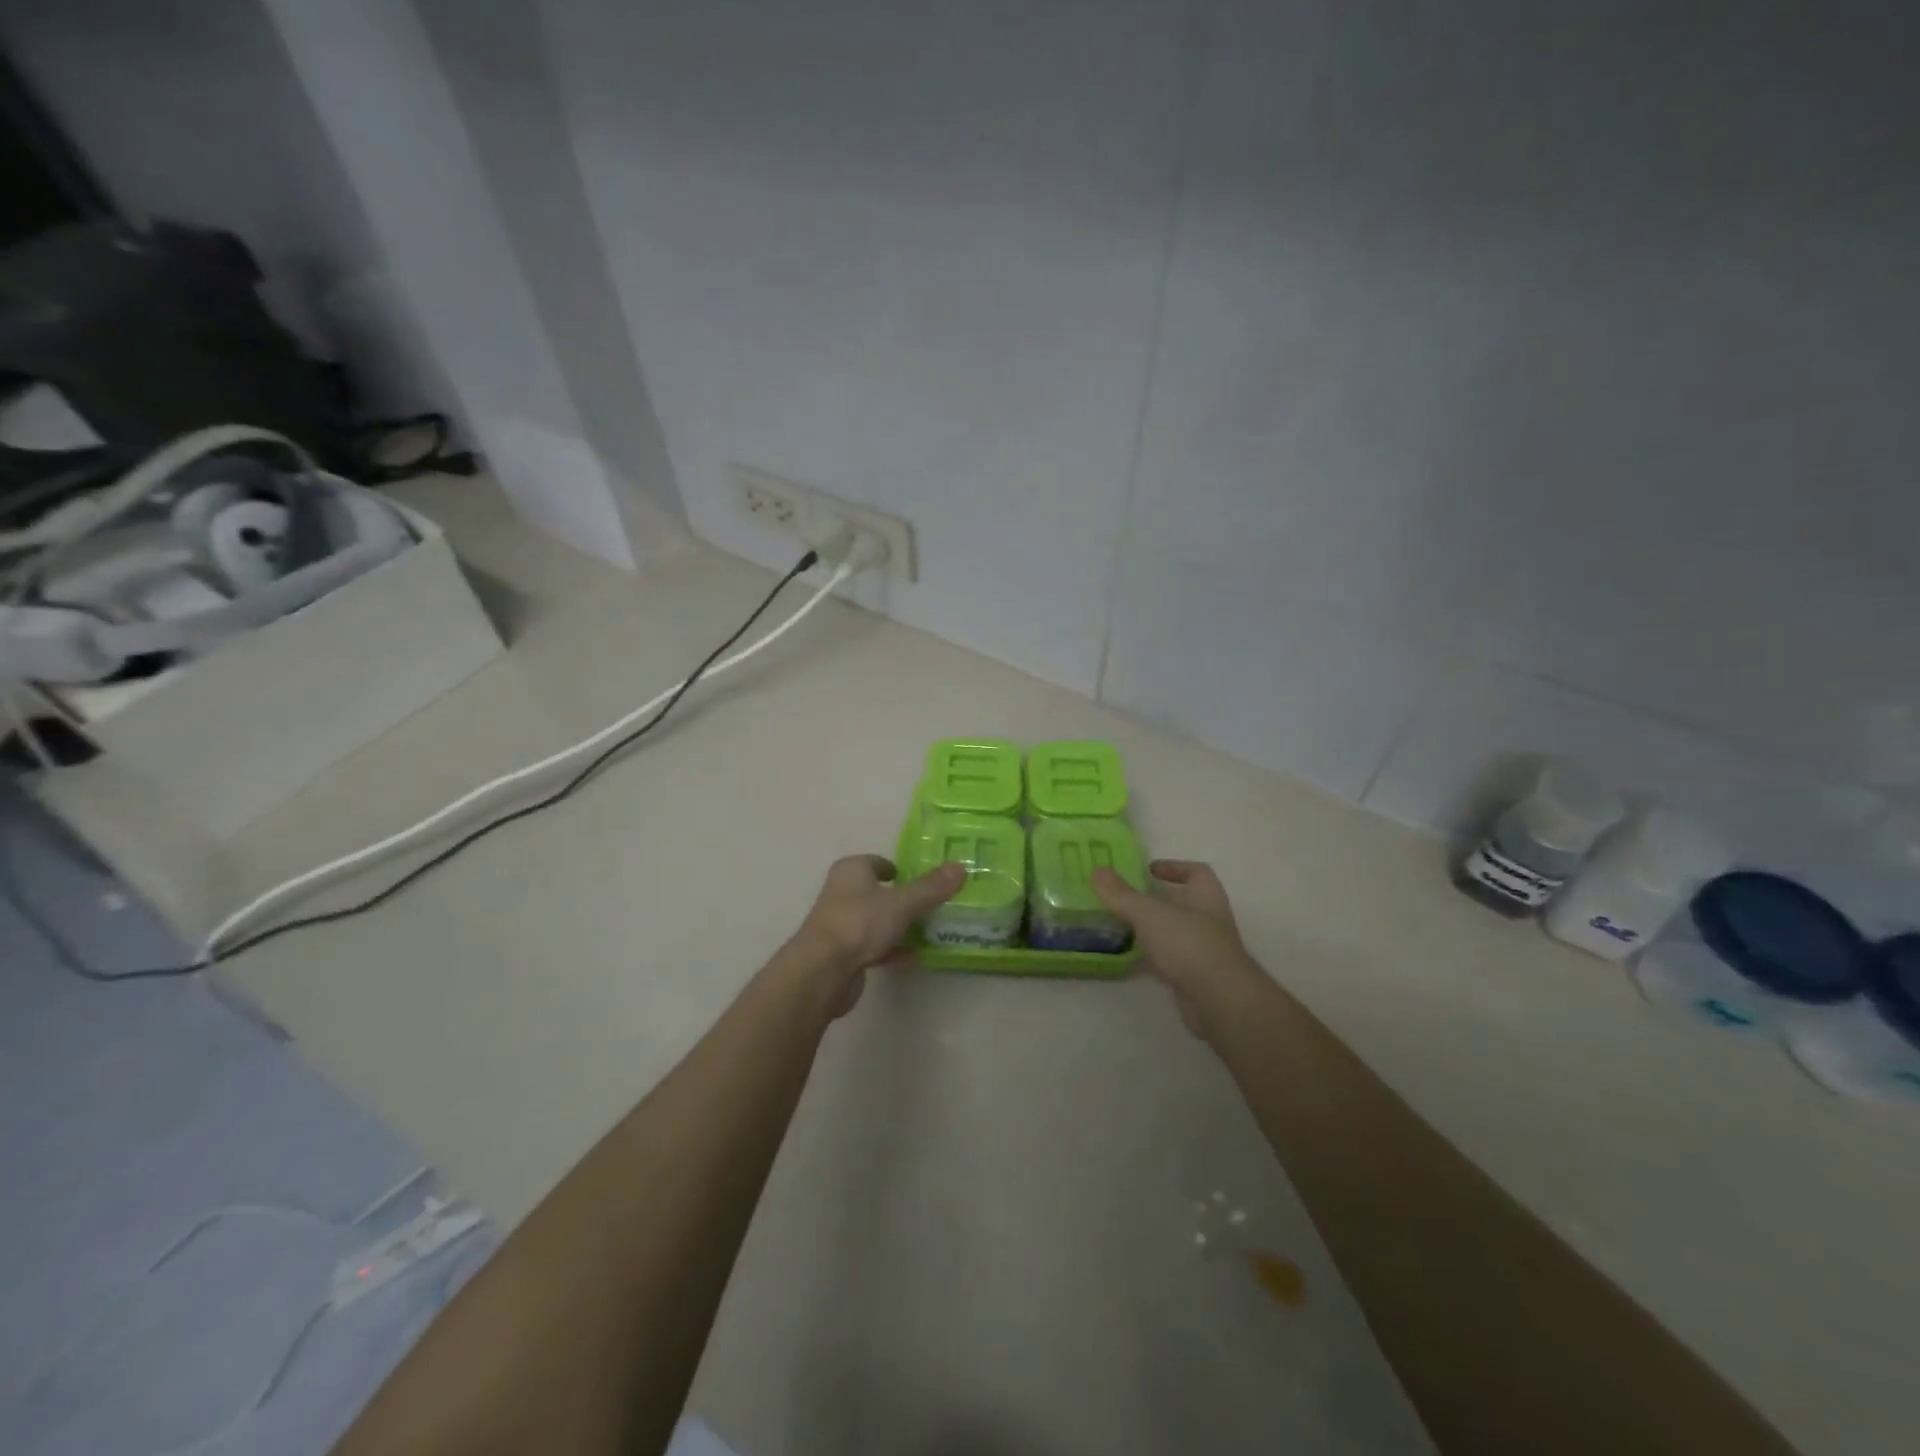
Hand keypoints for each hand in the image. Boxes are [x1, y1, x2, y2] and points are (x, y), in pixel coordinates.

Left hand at [784, 855, 964, 1016]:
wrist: (823, 971)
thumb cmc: (860, 923)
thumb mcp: (902, 902)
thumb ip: (931, 888)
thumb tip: (961, 867)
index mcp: (851, 871)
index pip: (878, 862)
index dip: (899, 869)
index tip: (924, 879)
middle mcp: (842, 893)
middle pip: (878, 892)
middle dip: (903, 898)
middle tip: (933, 904)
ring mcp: (841, 924)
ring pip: (876, 919)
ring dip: (898, 925)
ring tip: (929, 930)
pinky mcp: (843, 954)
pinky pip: (873, 945)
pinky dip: (891, 948)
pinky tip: (913, 955)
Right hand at [1092, 860, 1266, 1039]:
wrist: (1219, 1000)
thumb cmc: (1189, 944)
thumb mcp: (1149, 913)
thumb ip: (1122, 894)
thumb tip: (1097, 870)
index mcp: (1206, 895)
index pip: (1196, 872)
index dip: (1174, 867)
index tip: (1148, 870)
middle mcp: (1208, 919)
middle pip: (1181, 902)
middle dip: (1154, 899)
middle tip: (1123, 897)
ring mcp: (1203, 949)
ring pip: (1173, 932)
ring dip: (1150, 928)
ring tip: (1118, 924)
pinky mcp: (1193, 976)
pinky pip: (1168, 959)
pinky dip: (1150, 957)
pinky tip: (1127, 958)